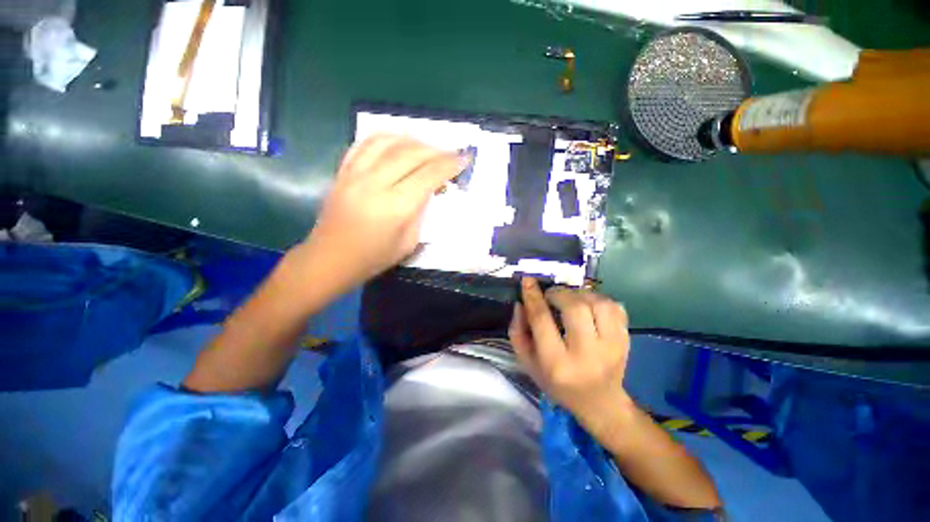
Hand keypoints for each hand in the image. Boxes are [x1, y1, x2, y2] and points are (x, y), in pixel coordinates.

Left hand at [302, 134, 468, 287]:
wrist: (330, 259)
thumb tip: (430, 189)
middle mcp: (375, 183)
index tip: (464, 159)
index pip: (428, 175)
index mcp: (395, 206)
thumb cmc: (374, 258)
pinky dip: (385, 137)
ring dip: (412, 140)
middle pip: (411, 153)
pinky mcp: (342, 172)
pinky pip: (364, 143)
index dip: (450, 165)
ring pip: (388, 141)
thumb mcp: (409, 242)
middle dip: (436, 150)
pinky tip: (397, 142)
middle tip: (450, 154)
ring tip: (427, 147)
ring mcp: (355, 174)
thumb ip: (421, 212)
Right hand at [509, 277, 632, 435]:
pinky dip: (599, 299)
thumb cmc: (557, 383)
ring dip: (580, 294)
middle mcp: (586, 354)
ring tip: (570, 300)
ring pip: (597, 303)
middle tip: (551, 296)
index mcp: (557, 363)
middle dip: (558, 294)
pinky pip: (615, 307)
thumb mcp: (528, 363)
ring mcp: (612, 347)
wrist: (600, 402)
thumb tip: (522, 303)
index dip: (533, 296)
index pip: (542, 320)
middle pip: (574, 308)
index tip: (528, 280)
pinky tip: (589, 306)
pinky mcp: (626, 340)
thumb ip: (518, 332)